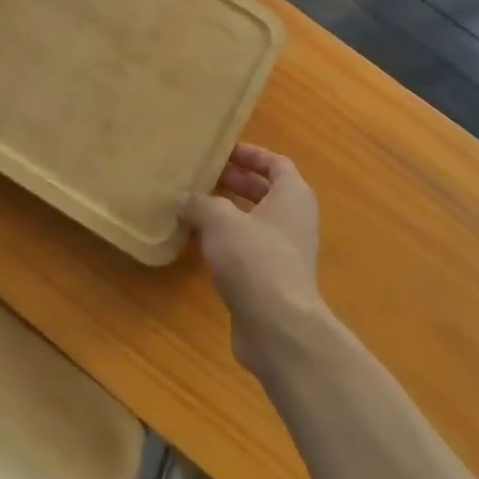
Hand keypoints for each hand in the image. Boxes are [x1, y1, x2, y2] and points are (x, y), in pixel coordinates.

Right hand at [183, 144, 322, 372]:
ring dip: (227, 214)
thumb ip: (200, 204)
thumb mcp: (220, 220)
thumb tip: (184, 199)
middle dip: (235, 182)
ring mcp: (285, 252)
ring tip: (193, 206)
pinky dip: (226, 242)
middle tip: (202, 176)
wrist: (277, 327)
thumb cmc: (254, 258)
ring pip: (254, 222)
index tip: (222, 151)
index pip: (276, 163)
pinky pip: (247, 250)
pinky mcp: (271, 281)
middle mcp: (294, 220)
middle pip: (265, 192)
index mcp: (292, 195)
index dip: (250, 154)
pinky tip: (198, 243)